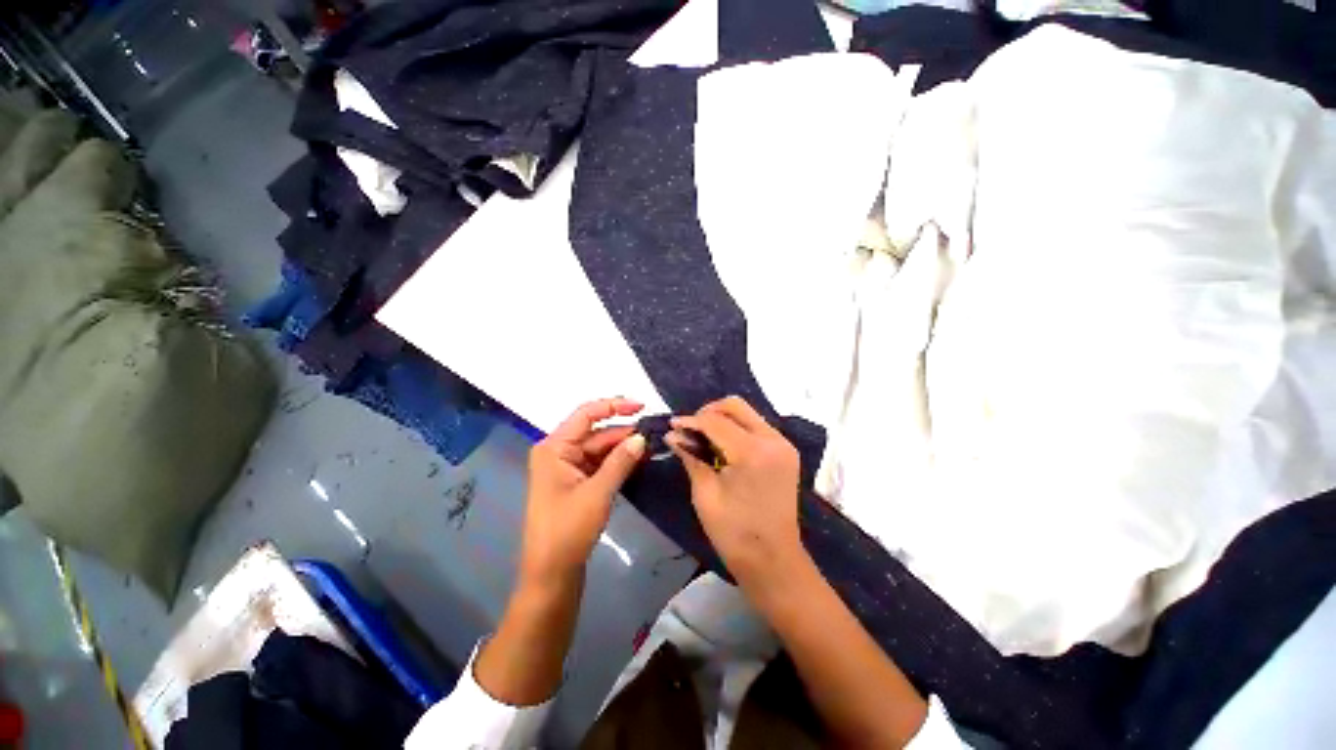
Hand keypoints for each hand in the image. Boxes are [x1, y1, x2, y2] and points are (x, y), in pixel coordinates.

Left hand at [520, 398, 646, 591]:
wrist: (551, 575)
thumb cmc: (567, 531)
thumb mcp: (598, 493)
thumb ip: (620, 461)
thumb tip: (642, 437)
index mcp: (555, 447)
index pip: (586, 414)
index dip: (614, 406)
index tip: (642, 406)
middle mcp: (559, 452)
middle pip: (596, 432)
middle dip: (623, 432)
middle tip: (654, 433)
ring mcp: (568, 468)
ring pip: (600, 448)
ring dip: (623, 448)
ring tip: (651, 446)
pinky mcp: (577, 482)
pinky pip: (600, 464)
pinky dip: (618, 462)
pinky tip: (638, 460)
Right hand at [667, 396, 805, 592]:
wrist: (774, 561)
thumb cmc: (734, 534)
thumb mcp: (705, 494)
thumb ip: (690, 457)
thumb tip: (672, 435)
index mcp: (752, 452)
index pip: (715, 421)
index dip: (690, 421)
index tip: (672, 426)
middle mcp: (773, 439)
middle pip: (736, 405)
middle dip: (708, 412)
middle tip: (689, 429)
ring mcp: (783, 444)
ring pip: (747, 413)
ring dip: (723, 419)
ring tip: (703, 436)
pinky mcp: (786, 451)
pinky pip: (757, 426)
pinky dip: (737, 428)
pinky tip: (722, 444)